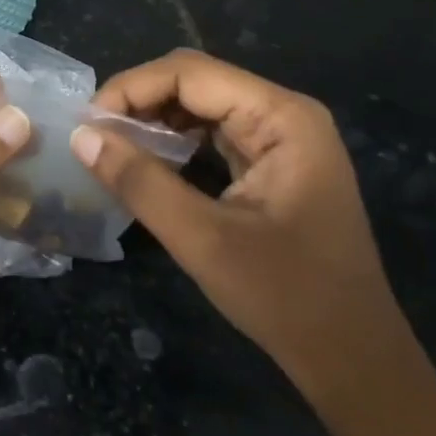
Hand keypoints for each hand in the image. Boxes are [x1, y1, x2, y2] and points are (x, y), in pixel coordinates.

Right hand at [71, 49, 402, 407]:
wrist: (355, 362)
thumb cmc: (287, 299)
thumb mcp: (204, 240)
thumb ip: (140, 182)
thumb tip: (80, 135)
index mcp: (282, 117)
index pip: (190, 73)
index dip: (132, 88)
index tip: (88, 123)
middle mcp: (284, 114)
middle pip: (196, 82)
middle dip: (140, 102)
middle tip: (95, 137)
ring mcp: (282, 138)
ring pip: (202, 106)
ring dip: (155, 122)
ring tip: (113, 150)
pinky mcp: (273, 163)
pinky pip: (214, 134)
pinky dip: (176, 143)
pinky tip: (148, 164)